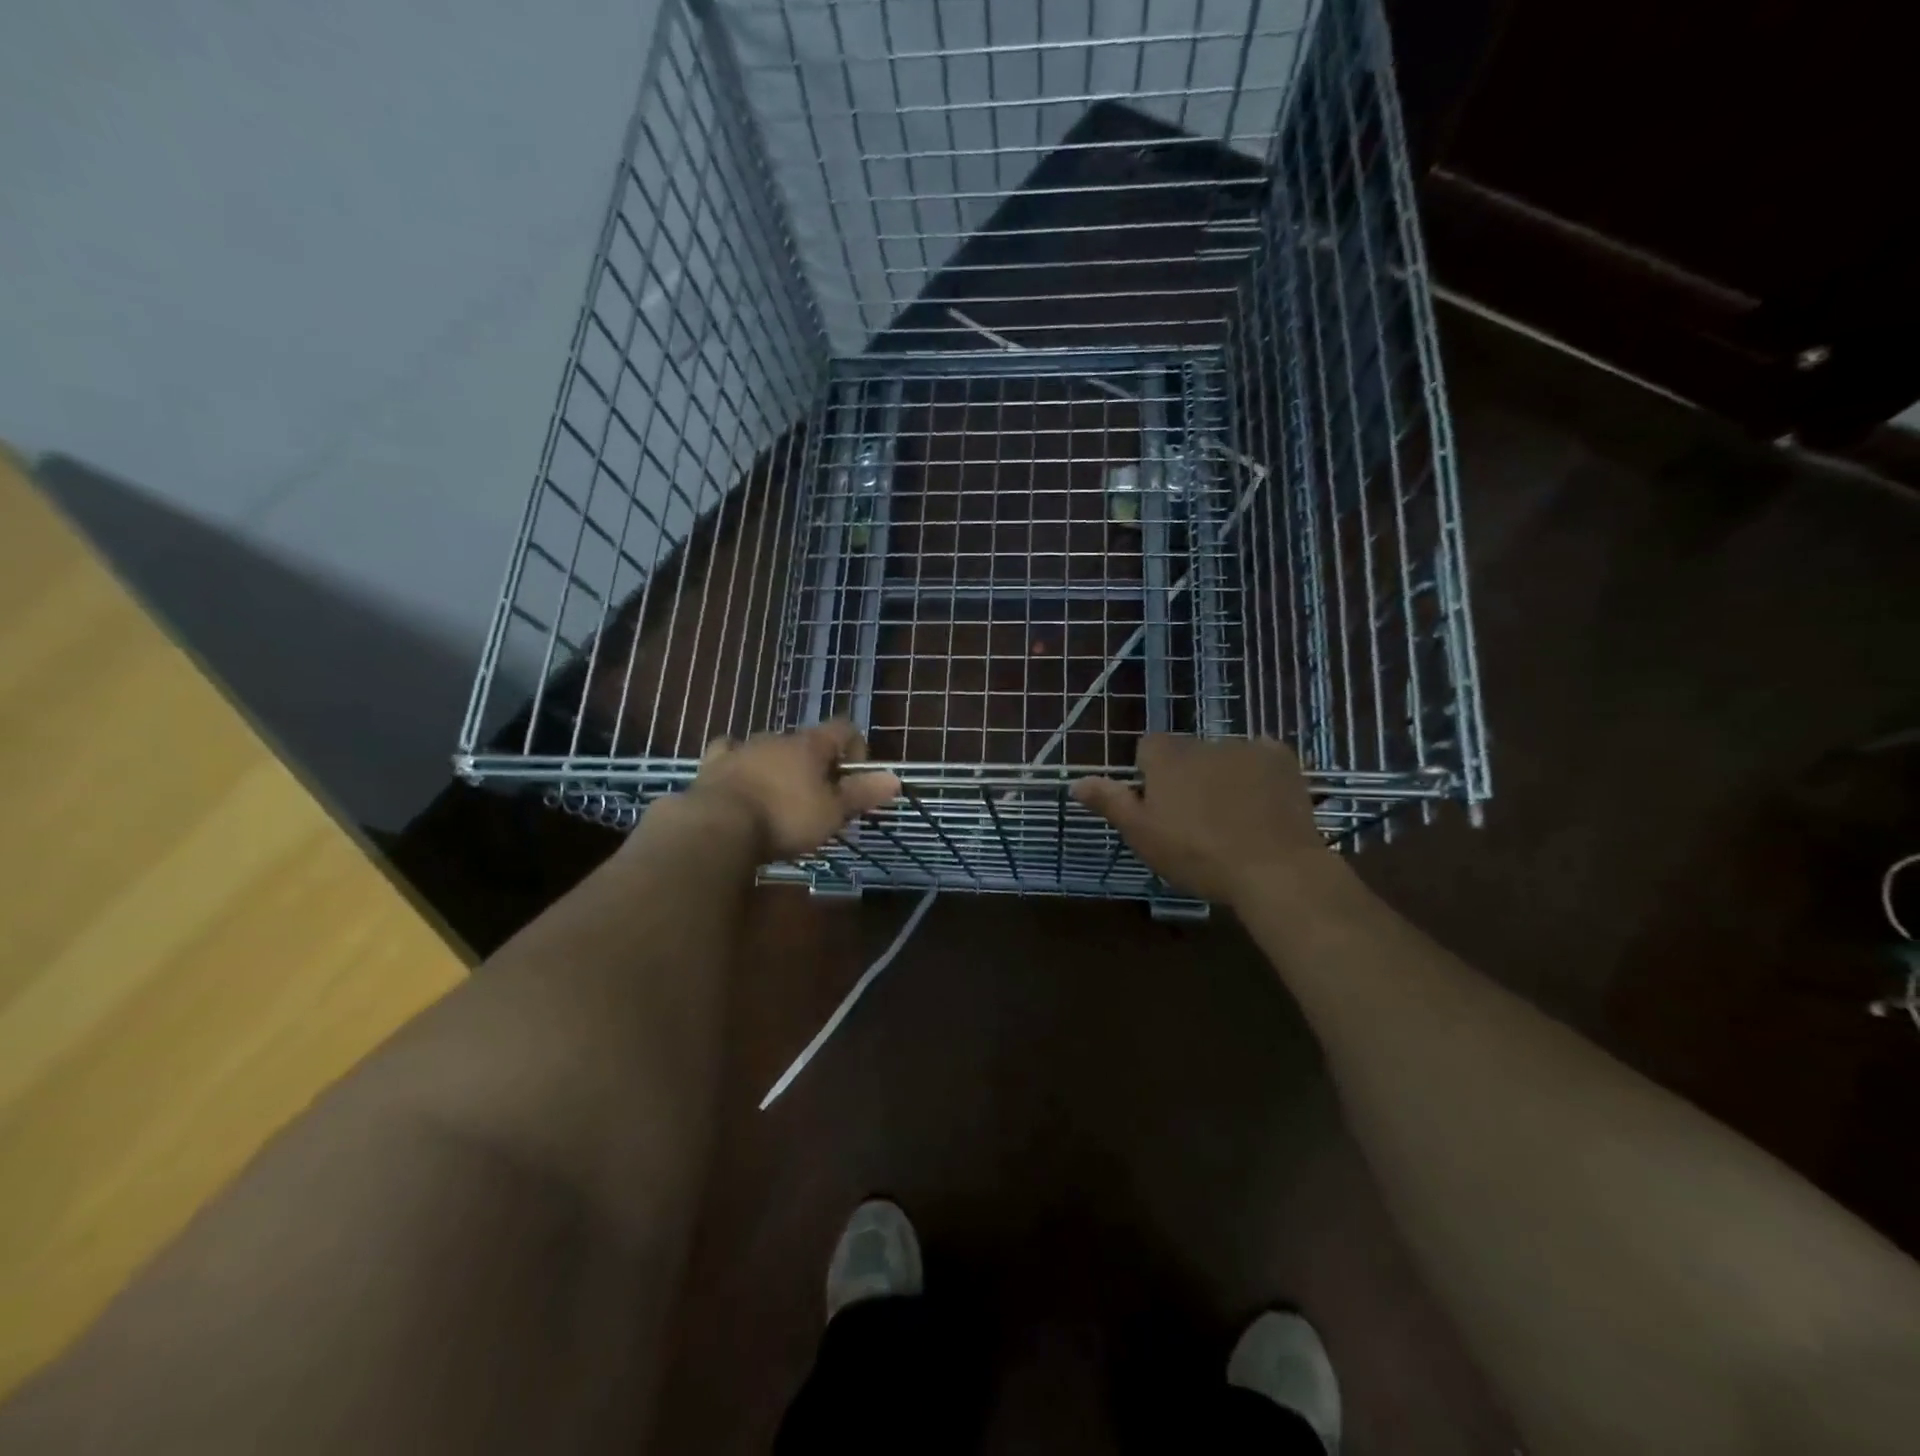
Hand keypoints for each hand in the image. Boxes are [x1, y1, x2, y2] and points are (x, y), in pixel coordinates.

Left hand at [685, 720, 900, 860]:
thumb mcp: (832, 812)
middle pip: (806, 741)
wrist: (718, 827)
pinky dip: (737, 763)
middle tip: (819, 798)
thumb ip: (862, 793)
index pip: (843, 728)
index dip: (856, 747)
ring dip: (779, 764)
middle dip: (816, 764)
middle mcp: (777, 738)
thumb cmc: (785, 818)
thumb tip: (895, 777)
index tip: (854, 778)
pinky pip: (728, 754)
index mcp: (810, 744)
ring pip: (768, 747)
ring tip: (780, 795)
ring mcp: (742, 749)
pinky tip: (737, 777)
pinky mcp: (713, 766)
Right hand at [1071, 735, 1327, 906]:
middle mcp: (1203, 741)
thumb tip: (1075, 782)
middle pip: (1186, 753)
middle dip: (1188, 777)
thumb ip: (1110, 802)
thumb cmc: (1197, 855)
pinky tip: (1262, 806)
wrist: (1274, 869)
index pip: (1147, 748)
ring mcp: (1246, 747)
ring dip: (1222, 776)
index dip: (1150, 777)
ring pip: (1223, 756)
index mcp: (1166, 756)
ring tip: (1233, 819)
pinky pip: (1261, 758)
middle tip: (1196, 821)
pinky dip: (1258, 775)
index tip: (1160, 810)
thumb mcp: (1142, 835)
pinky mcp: (1281, 759)